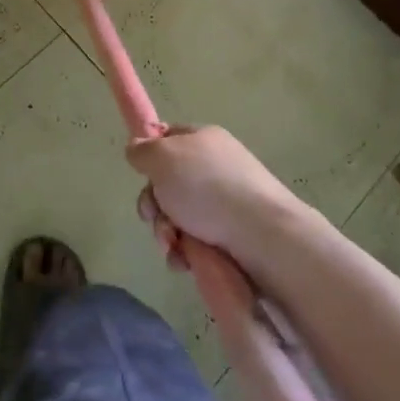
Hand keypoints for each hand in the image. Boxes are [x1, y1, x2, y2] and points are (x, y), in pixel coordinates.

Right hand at [127, 126, 302, 270]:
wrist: (263, 236)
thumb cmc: (208, 187)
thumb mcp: (163, 158)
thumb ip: (142, 151)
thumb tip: (136, 149)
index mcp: (203, 140)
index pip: (168, 139)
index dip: (150, 157)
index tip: (142, 176)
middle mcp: (215, 168)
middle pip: (168, 184)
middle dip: (154, 205)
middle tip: (155, 217)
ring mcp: (226, 203)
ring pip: (179, 217)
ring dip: (166, 233)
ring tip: (173, 246)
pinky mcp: (233, 237)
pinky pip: (196, 242)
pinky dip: (185, 252)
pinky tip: (185, 261)